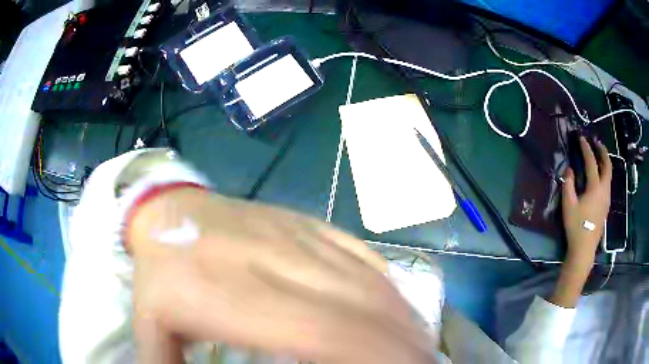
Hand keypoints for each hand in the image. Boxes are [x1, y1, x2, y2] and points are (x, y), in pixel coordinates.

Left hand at [127, 188, 436, 363]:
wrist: (166, 208)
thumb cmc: (158, 272)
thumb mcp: (150, 327)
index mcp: (226, 294)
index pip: (319, 330)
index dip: (371, 354)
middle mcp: (271, 260)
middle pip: (356, 304)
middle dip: (401, 340)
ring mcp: (294, 235)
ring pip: (366, 278)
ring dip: (401, 316)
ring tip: (418, 344)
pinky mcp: (304, 222)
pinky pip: (360, 254)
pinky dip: (388, 285)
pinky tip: (398, 308)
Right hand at [552, 137, 611, 307]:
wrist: (584, 248)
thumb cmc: (576, 227)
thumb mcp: (568, 205)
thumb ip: (568, 184)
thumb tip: (569, 170)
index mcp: (594, 187)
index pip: (591, 162)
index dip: (586, 148)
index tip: (581, 138)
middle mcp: (604, 190)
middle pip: (607, 165)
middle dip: (603, 151)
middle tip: (597, 142)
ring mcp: (607, 198)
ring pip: (609, 174)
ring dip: (605, 162)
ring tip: (598, 156)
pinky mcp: (606, 205)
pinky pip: (608, 183)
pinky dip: (605, 173)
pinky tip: (600, 175)